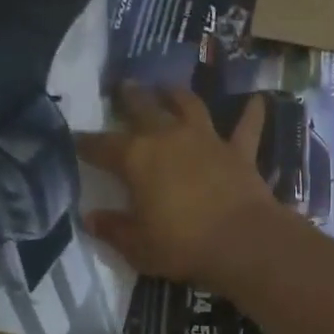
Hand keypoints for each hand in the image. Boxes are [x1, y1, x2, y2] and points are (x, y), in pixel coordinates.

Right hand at [75, 85, 282, 287]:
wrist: (242, 242)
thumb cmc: (182, 246)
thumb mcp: (138, 246)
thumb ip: (114, 229)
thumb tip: (92, 218)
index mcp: (137, 158)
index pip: (102, 146)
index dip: (86, 143)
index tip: (75, 140)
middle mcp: (170, 138)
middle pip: (144, 109)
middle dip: (130, 98)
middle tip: (122, 86)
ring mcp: (207, 141)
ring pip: (190, 106)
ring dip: (178, 94)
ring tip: (168, 87)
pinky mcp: (240, 152)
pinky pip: (247, 127)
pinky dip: (252, 113)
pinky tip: (258, 99)